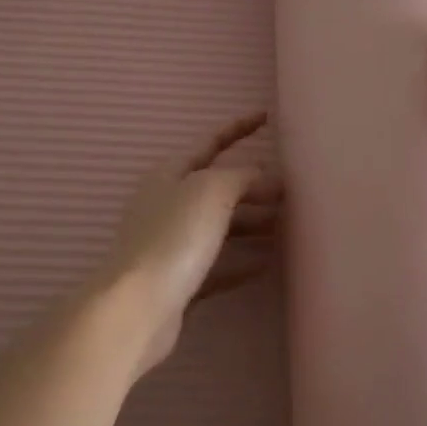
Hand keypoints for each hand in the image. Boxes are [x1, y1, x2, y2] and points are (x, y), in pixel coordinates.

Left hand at [87, 112, 281, 373]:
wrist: (137, 308)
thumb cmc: (174, 237)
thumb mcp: (212, 190)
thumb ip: (241, 175)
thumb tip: (261, 175)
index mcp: (170, 174)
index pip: (210, 142)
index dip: (238, 128)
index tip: (267, 117)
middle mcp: (168, 204)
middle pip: (217, 187)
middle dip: (253, 186)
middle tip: (289, 191)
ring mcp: (171, 244)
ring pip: (219, 226)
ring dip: (251, 223)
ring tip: (285, 227)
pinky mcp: (178, 281)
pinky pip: (217, 264)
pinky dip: (241, 262)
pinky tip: (266, 265)